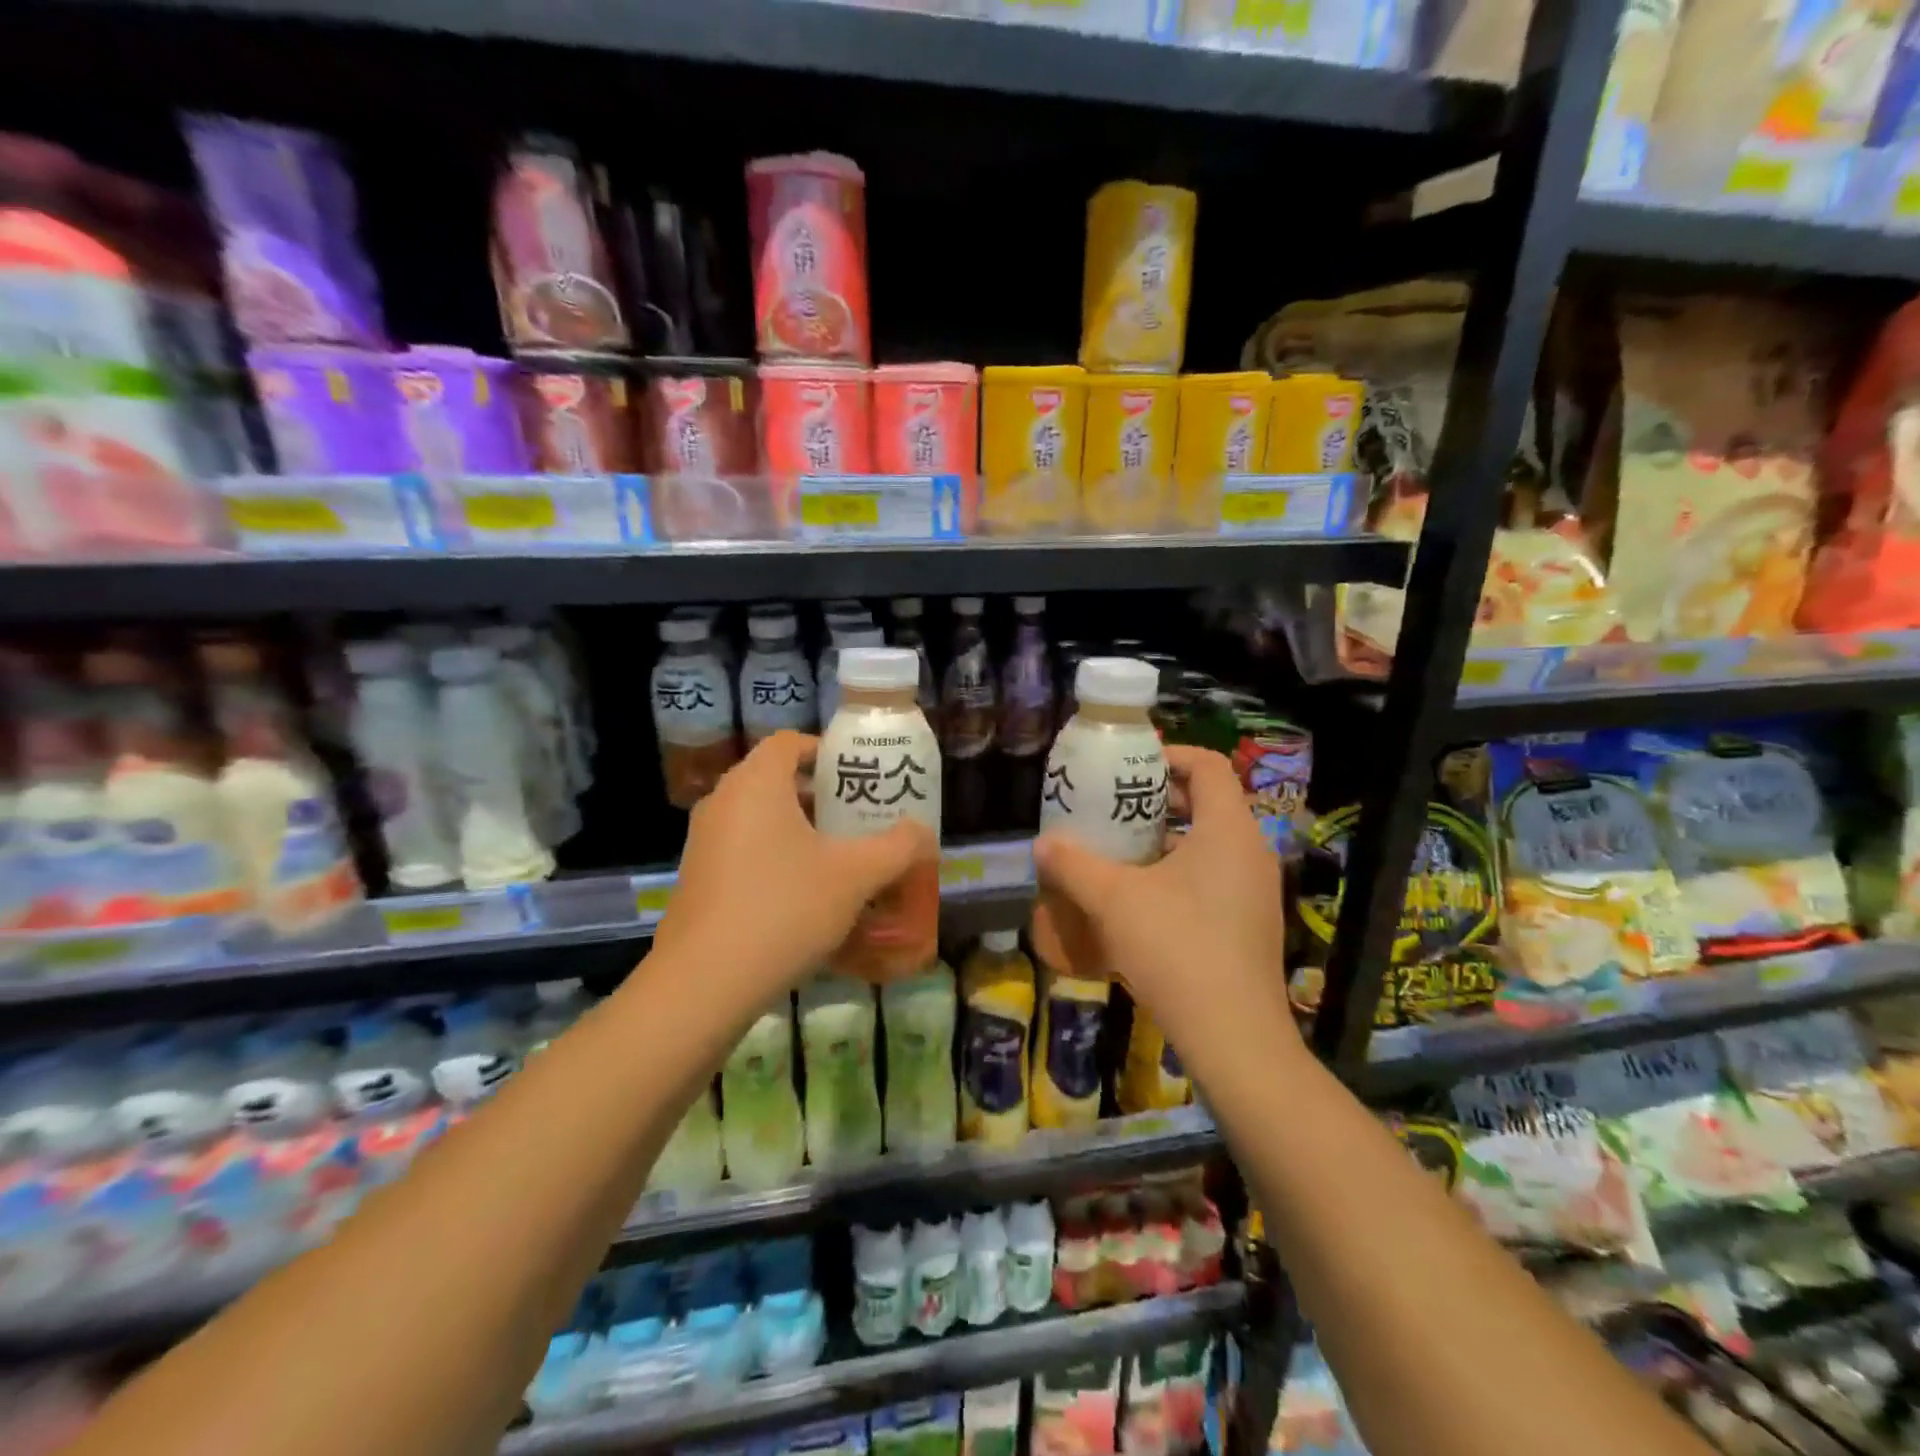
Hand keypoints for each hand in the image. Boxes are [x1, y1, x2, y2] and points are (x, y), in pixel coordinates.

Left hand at [649, 731, 936, 999]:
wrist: (704, 983)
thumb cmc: (784, 909)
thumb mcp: (855, 876)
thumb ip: (897, 847)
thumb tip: (923, 831)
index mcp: (757, 783)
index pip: (791, 742)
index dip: (828, 752)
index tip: (860, 778)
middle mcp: (723, 801)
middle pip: (777, 780)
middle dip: (822, 797)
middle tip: (861, 820)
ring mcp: (703, 841)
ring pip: (760, 818)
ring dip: (800, 830)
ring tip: (840, 859)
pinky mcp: (697, 877)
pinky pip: (744, 850)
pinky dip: (775, 857)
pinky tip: (804, 896)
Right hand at [1032, 744, 1293, 1052]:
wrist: (1234, 1037)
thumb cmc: (1176, 949)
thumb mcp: (1113, 901)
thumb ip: (1073, 866)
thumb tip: (1042, 844)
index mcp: (1228, 829)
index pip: (1207, 765)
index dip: (1168, 755)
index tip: (1127, 768)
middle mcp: (1251, 851)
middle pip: (1208, 803)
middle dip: (1158, 801)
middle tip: (1112, 810)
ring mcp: (1256, 891)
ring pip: (1210, 844)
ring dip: (1166, 840)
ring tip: (1119, 853)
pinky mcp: (1251, 924)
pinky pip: (1214, 878)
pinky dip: (1179, 873)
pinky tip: (1142, 901)